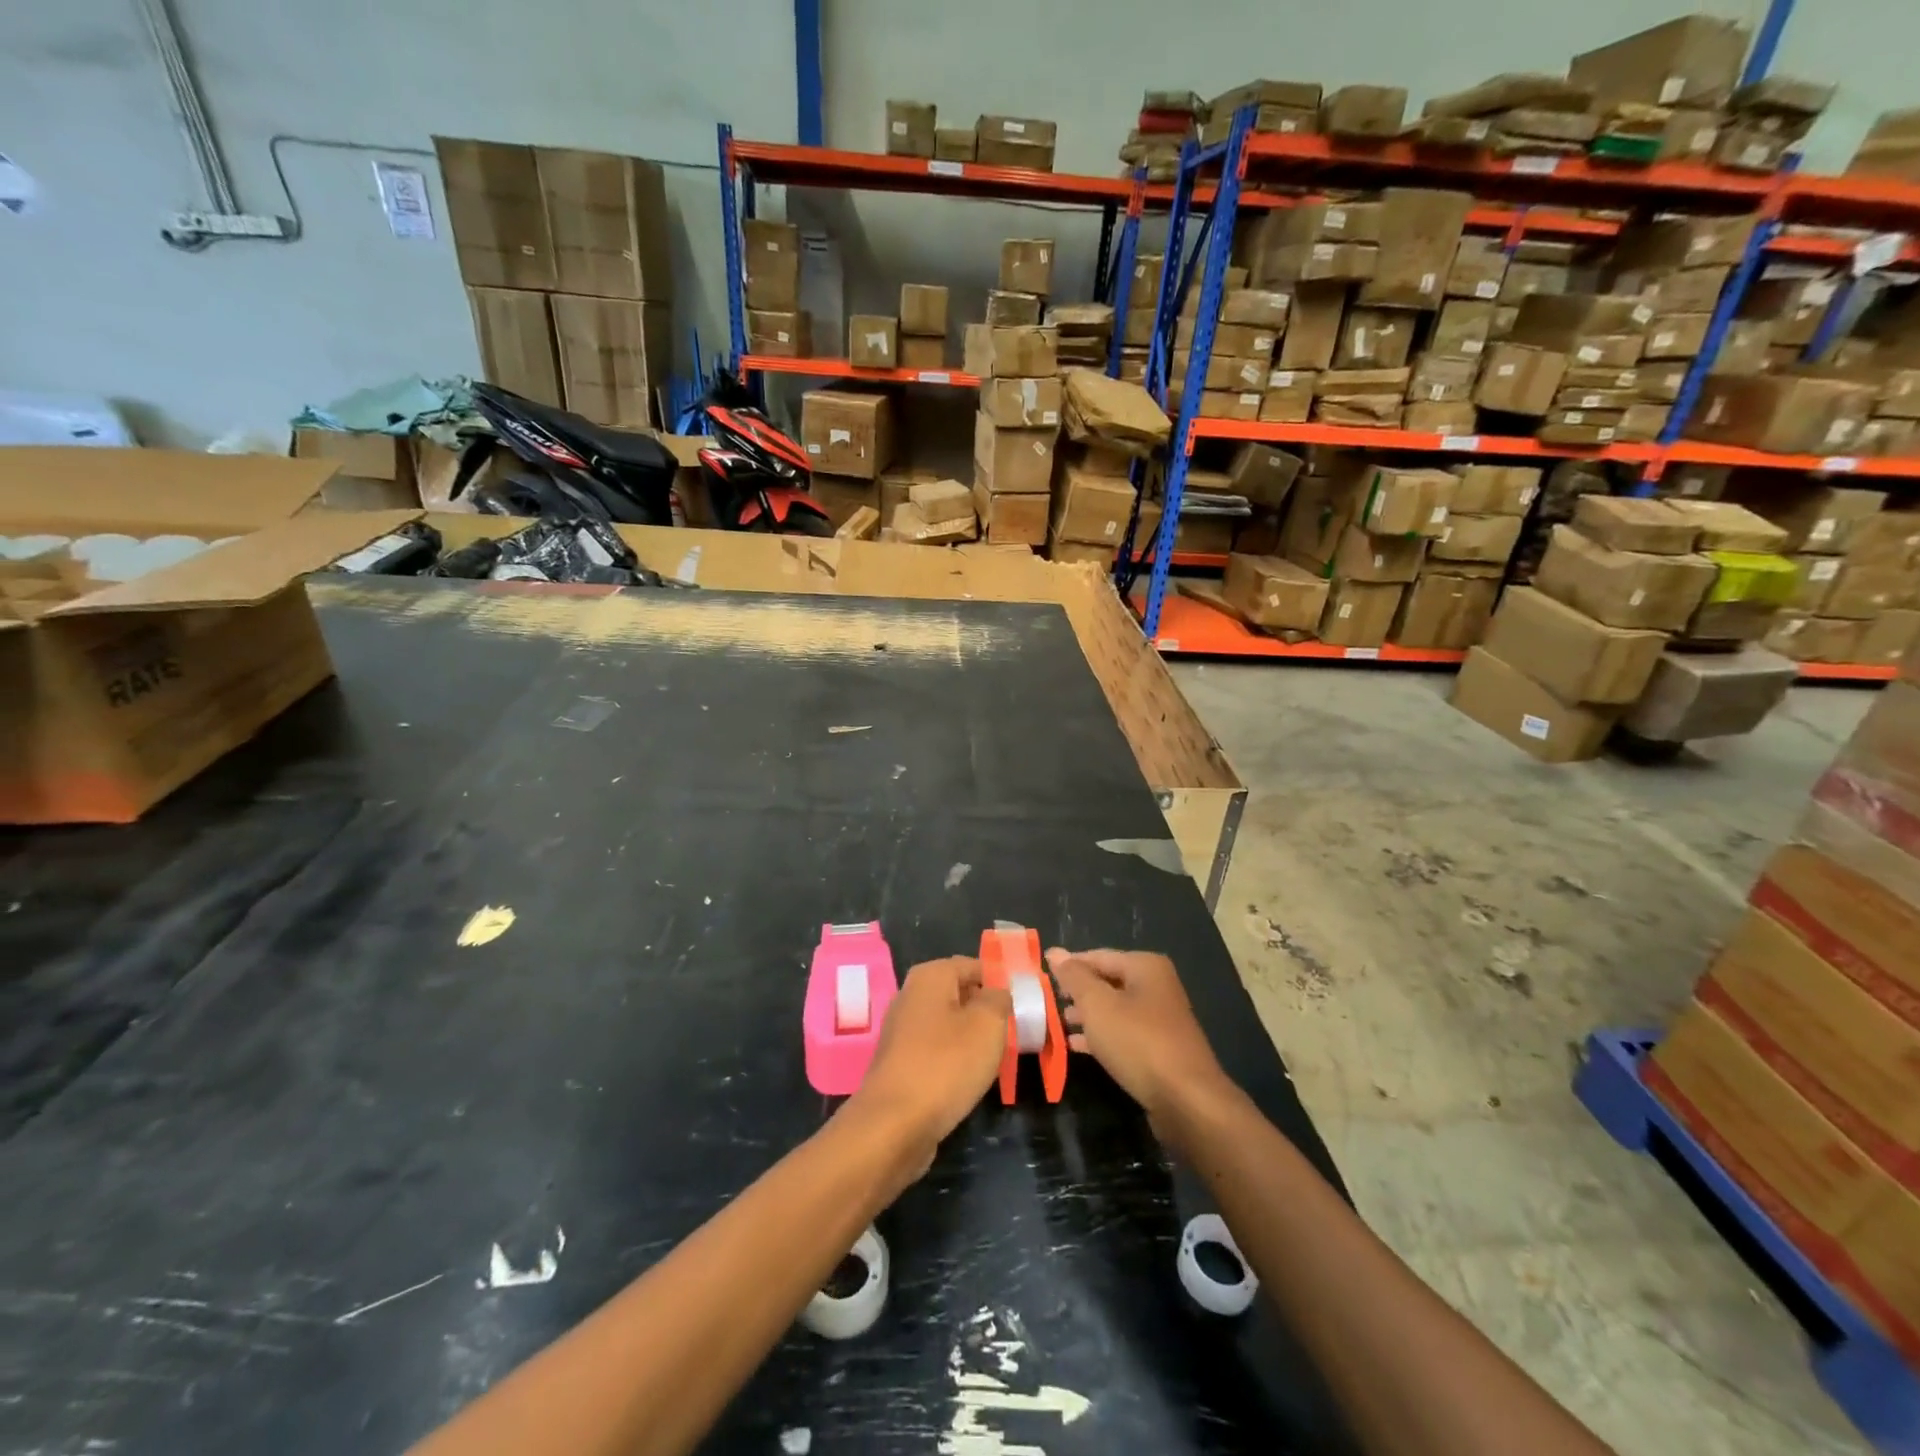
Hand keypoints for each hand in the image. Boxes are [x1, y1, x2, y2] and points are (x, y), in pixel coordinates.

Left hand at [846, 957, 1009, 1179]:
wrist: (895, 1124)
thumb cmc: (946, 1064)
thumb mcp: (988, 1024)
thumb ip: (999, 1000)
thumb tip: (998, 993)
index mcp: (930, 976)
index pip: (974, 966)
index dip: (1000, 982)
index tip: (1023, 1005)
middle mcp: (911, 995)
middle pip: (960, 994)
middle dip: (986, 1011)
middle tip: (1014, 1032)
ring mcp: (901, 1031)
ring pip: (948, 1024)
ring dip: (972, 1038)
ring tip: (996, 1057)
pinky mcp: (899, 1063)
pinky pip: (936, 1050)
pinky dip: (954, 1059)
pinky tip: (969, 1078)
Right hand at [1046, 947, 1233, 1145]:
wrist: (1186, 1100)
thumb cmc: (1137, 1041)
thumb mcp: (1097, 1005)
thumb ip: (1074, 977)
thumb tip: (1055, 951)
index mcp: (1145, 966)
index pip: (1097, 956)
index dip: (1069, 966)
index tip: (1040, 978)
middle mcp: (1157, 986)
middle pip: (1107, 982)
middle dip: (1077, 993)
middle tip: (1046, 1002)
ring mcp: (1160, 1019)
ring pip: (1114, 1009)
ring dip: (1086, 1016)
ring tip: (1057, 1024)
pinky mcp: (1159, 1049)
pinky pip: (1123, 1034)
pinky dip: (1100, 1036)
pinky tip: (1076, 1046)